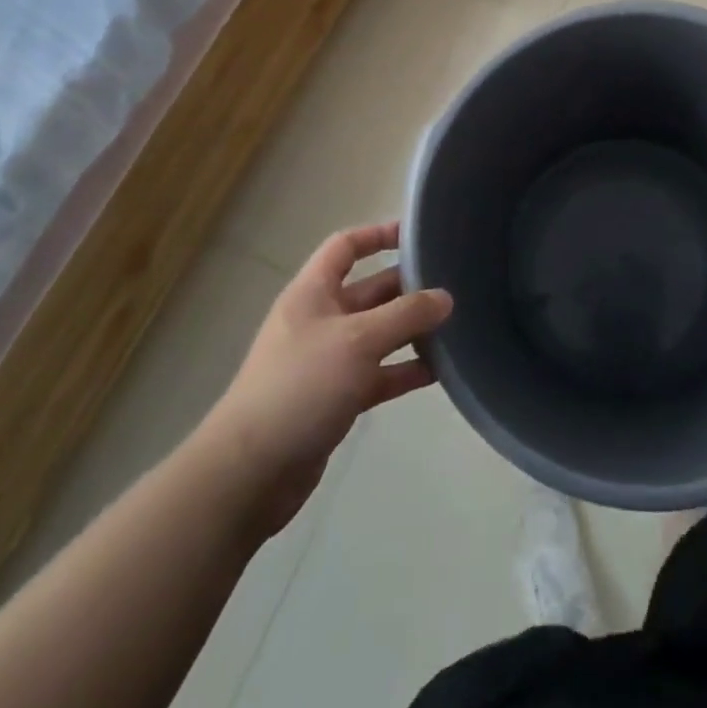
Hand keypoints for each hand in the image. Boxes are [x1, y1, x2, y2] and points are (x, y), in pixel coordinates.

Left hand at [191, 222, 452, 536]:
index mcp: (313, 292)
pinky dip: (404, 370)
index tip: (418, 235)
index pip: (346, 246)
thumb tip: (446, 297)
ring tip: (455, 327)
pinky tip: (439, 372)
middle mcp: (320, 319)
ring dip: (411, 331)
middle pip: (370, 290)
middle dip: (408, 287)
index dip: (378, 234)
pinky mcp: (336, 398)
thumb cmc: (301, 386)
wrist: (250, 472)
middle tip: (453, 286)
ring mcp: (327, 360)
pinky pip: (378, 373)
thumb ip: (406, 315)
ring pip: (378, 334)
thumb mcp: (358, 341)